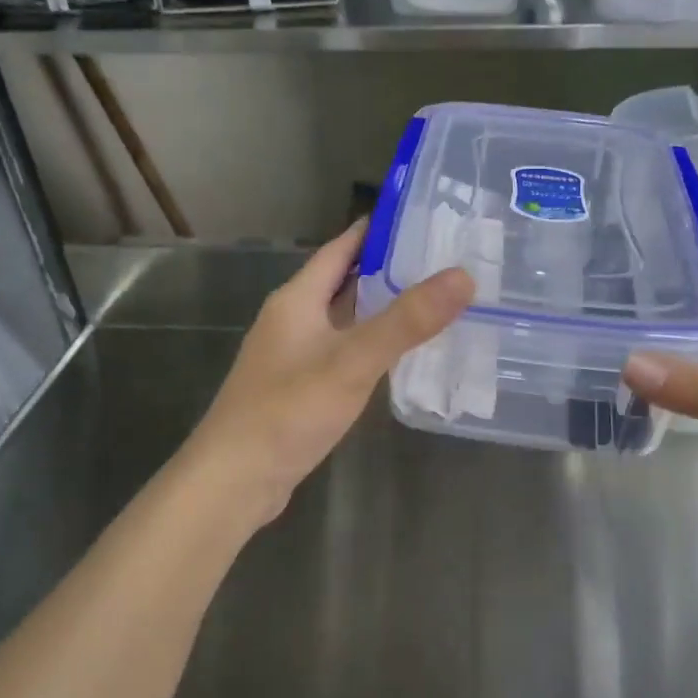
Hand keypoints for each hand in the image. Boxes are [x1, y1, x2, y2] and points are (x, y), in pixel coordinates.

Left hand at [187, 220, 473, 522]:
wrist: (235, 480)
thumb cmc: (288, 411)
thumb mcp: (352, 362)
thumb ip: (407, 321)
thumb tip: (463, 276)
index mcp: (297, 299)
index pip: (341, 247)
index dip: (378, 229)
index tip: (425, 218)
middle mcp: (292, 318)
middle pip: (344, 280)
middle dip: (389, 268)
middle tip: (443, 260)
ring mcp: (293, 354)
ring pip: (344, 317)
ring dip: (381, 307)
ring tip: (433, 300)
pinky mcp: (300, 386)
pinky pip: (343, 350)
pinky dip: (372, 343)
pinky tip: (401, 354)